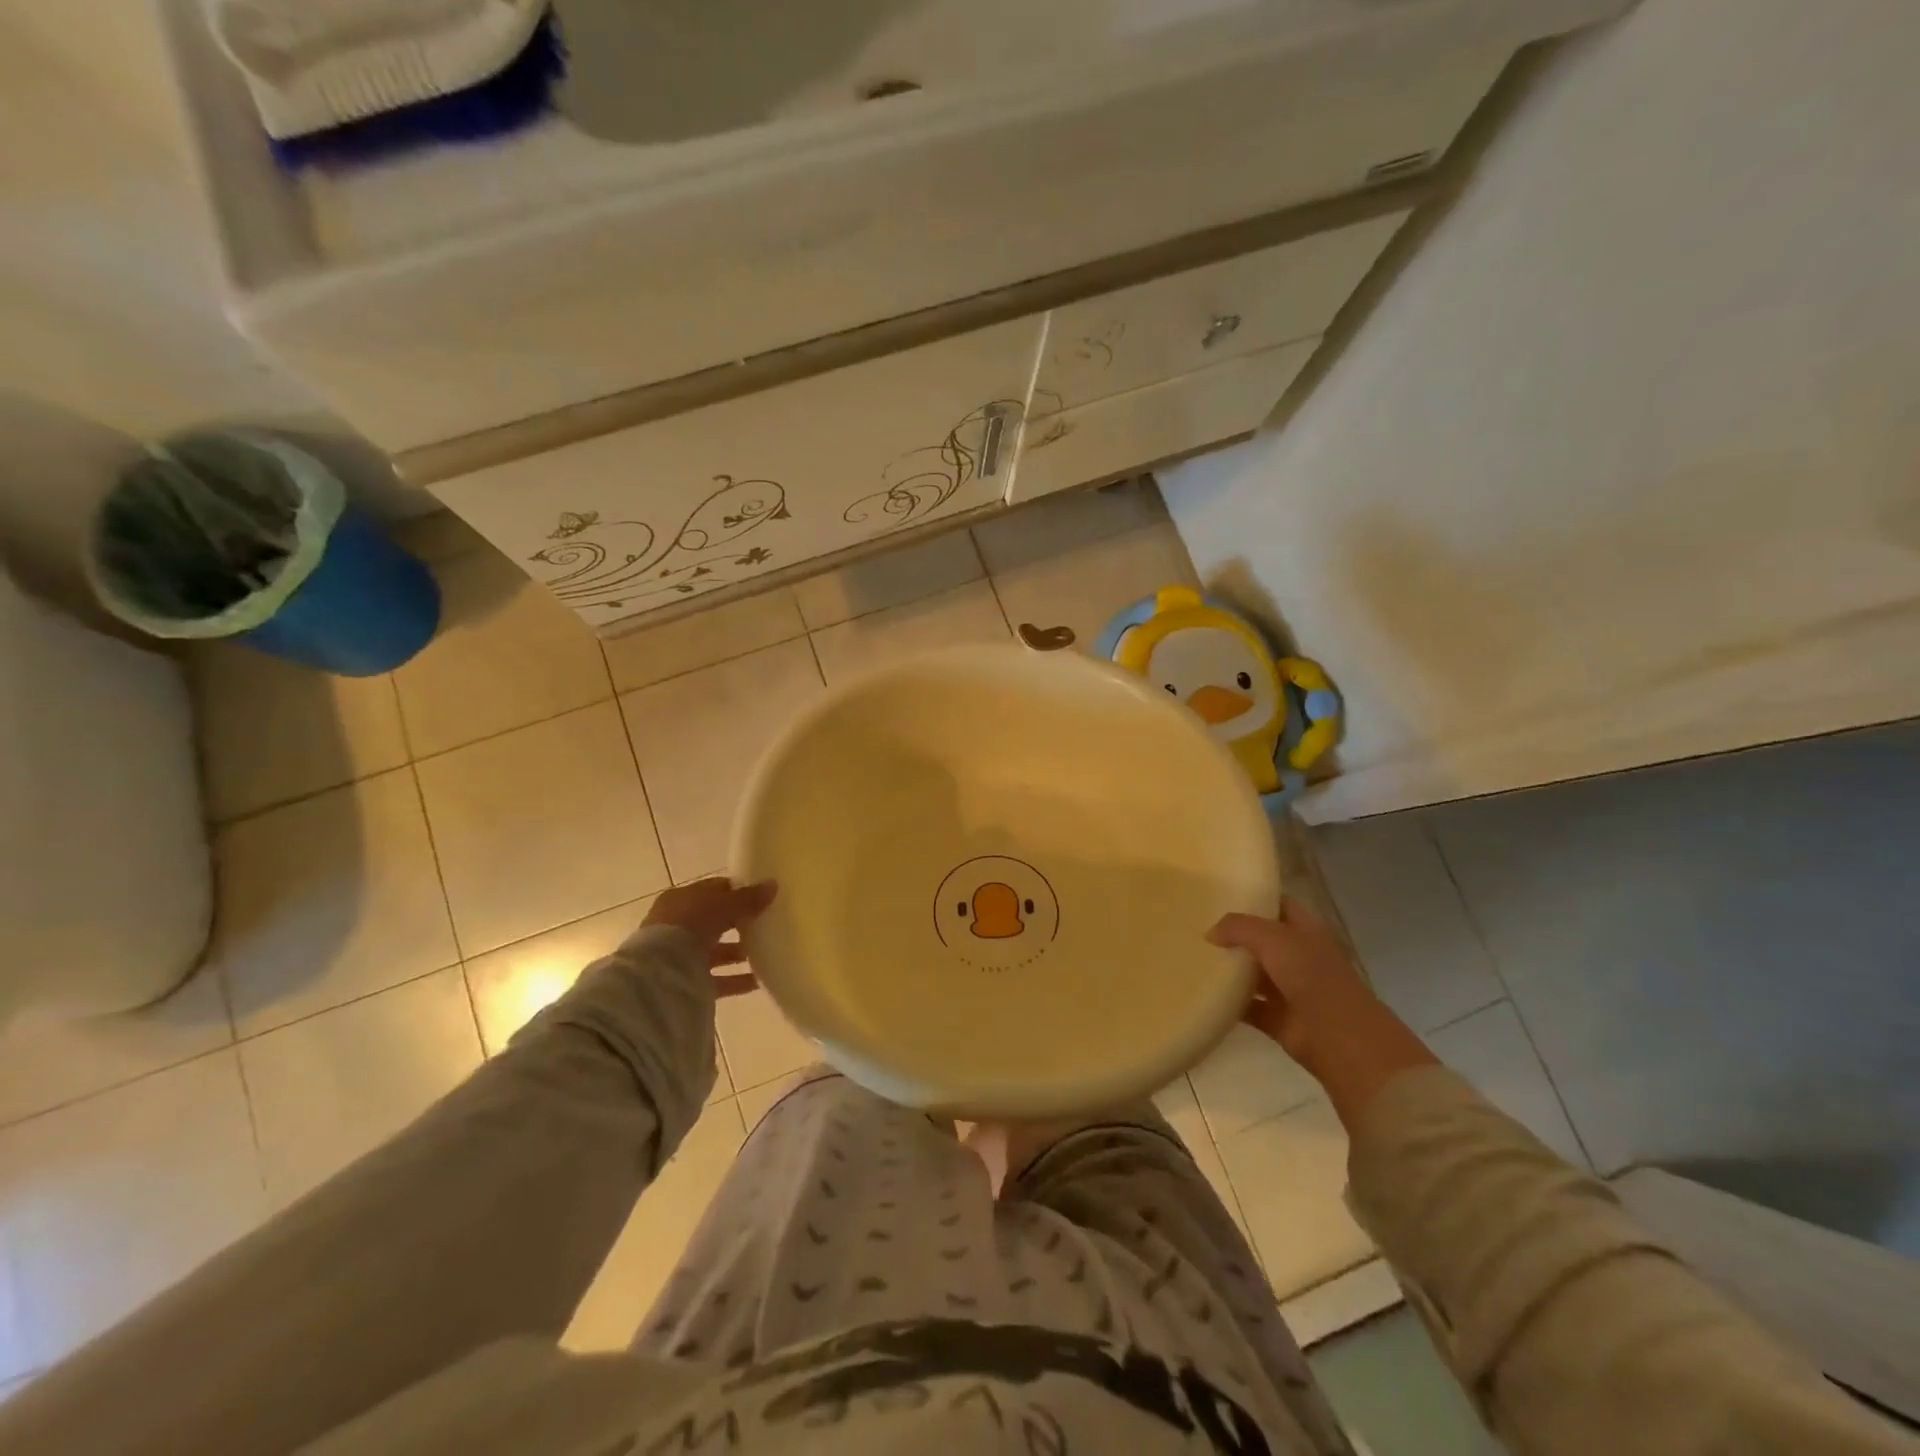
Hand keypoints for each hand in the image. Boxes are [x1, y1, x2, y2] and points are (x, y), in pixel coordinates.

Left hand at [645, 878, 776, 998]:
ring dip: (739, 953)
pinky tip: (759, 981)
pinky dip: (736, 979)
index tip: (761, 896)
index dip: (736, 892)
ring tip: (767, 953)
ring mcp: (679, 955)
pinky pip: (717, 979)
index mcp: (680, 900)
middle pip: (714, 922)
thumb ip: (747, 898)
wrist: (659, 974)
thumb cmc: (689, 925)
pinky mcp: (686, 982)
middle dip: (739, 923)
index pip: (712, 890)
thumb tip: (773, 885)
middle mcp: (677, 926)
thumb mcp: (723, 904)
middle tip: (766, 924)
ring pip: (715, 951)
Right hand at [1207, 897, 1437, 1127]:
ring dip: (1229, 969)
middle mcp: (1298, 956)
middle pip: (1261, 940)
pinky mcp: (1278, 1019)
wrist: (1338, 1036)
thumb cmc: (1312, 976)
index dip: (1254, 898)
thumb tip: (1210, 933)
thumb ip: (1239, 927)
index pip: (1278, 905)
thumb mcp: (1273, 938)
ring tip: (1194, 957)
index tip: (1219, 894)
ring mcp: (1290, 989)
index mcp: (1305, 930)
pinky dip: (1229, 1003)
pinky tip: (1203, 993)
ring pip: (1253, 973)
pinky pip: (1248, 1006)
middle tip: (1197, 925)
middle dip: (1234, 934)